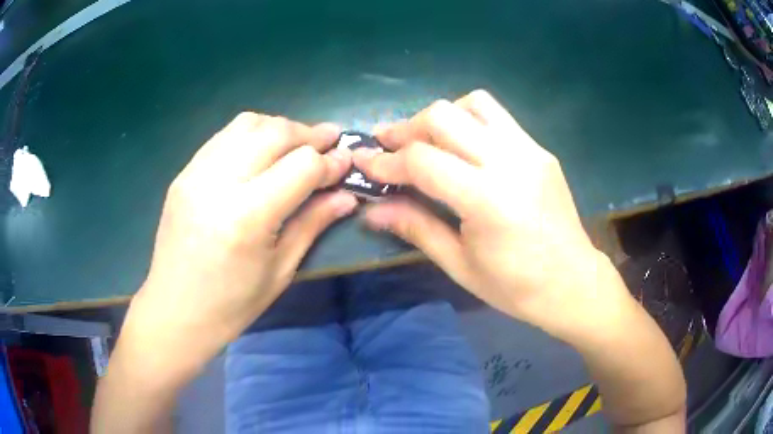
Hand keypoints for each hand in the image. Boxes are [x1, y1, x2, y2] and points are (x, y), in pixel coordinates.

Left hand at [123, 113, 355, 372]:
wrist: (175, 310)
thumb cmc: (232, 304)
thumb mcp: (280, 270)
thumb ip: (313, 223)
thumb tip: (347, 195)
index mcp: (248, 217)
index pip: (301, 166)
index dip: (330, 162)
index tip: (345, 162)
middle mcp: (219, 183)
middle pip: (275, 132)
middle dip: (309, 134)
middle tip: (328, 142)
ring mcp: (196, 173)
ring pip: (248, 124)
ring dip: (280, 127)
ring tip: (295, 143)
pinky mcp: (184, 173)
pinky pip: (224, 136)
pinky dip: (251, 134)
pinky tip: (261, 151)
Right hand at [354, 90, 632, 337]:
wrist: (572, 282)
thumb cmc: (516, 287)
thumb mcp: (460, 265)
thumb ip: (415, 228)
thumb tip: (371, 210)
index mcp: (488, 200)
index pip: (422, 161)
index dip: (385, 160)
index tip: (363, 162)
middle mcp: (510, 162)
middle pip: (443, 116)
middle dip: (406, 128)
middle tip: (388, 146)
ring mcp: (529, 150)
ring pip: (472, 104)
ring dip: (440, 117)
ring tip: (426, 141)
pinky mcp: (539, 149)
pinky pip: (496, 116)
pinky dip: (468, 120)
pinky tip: (461, 145)